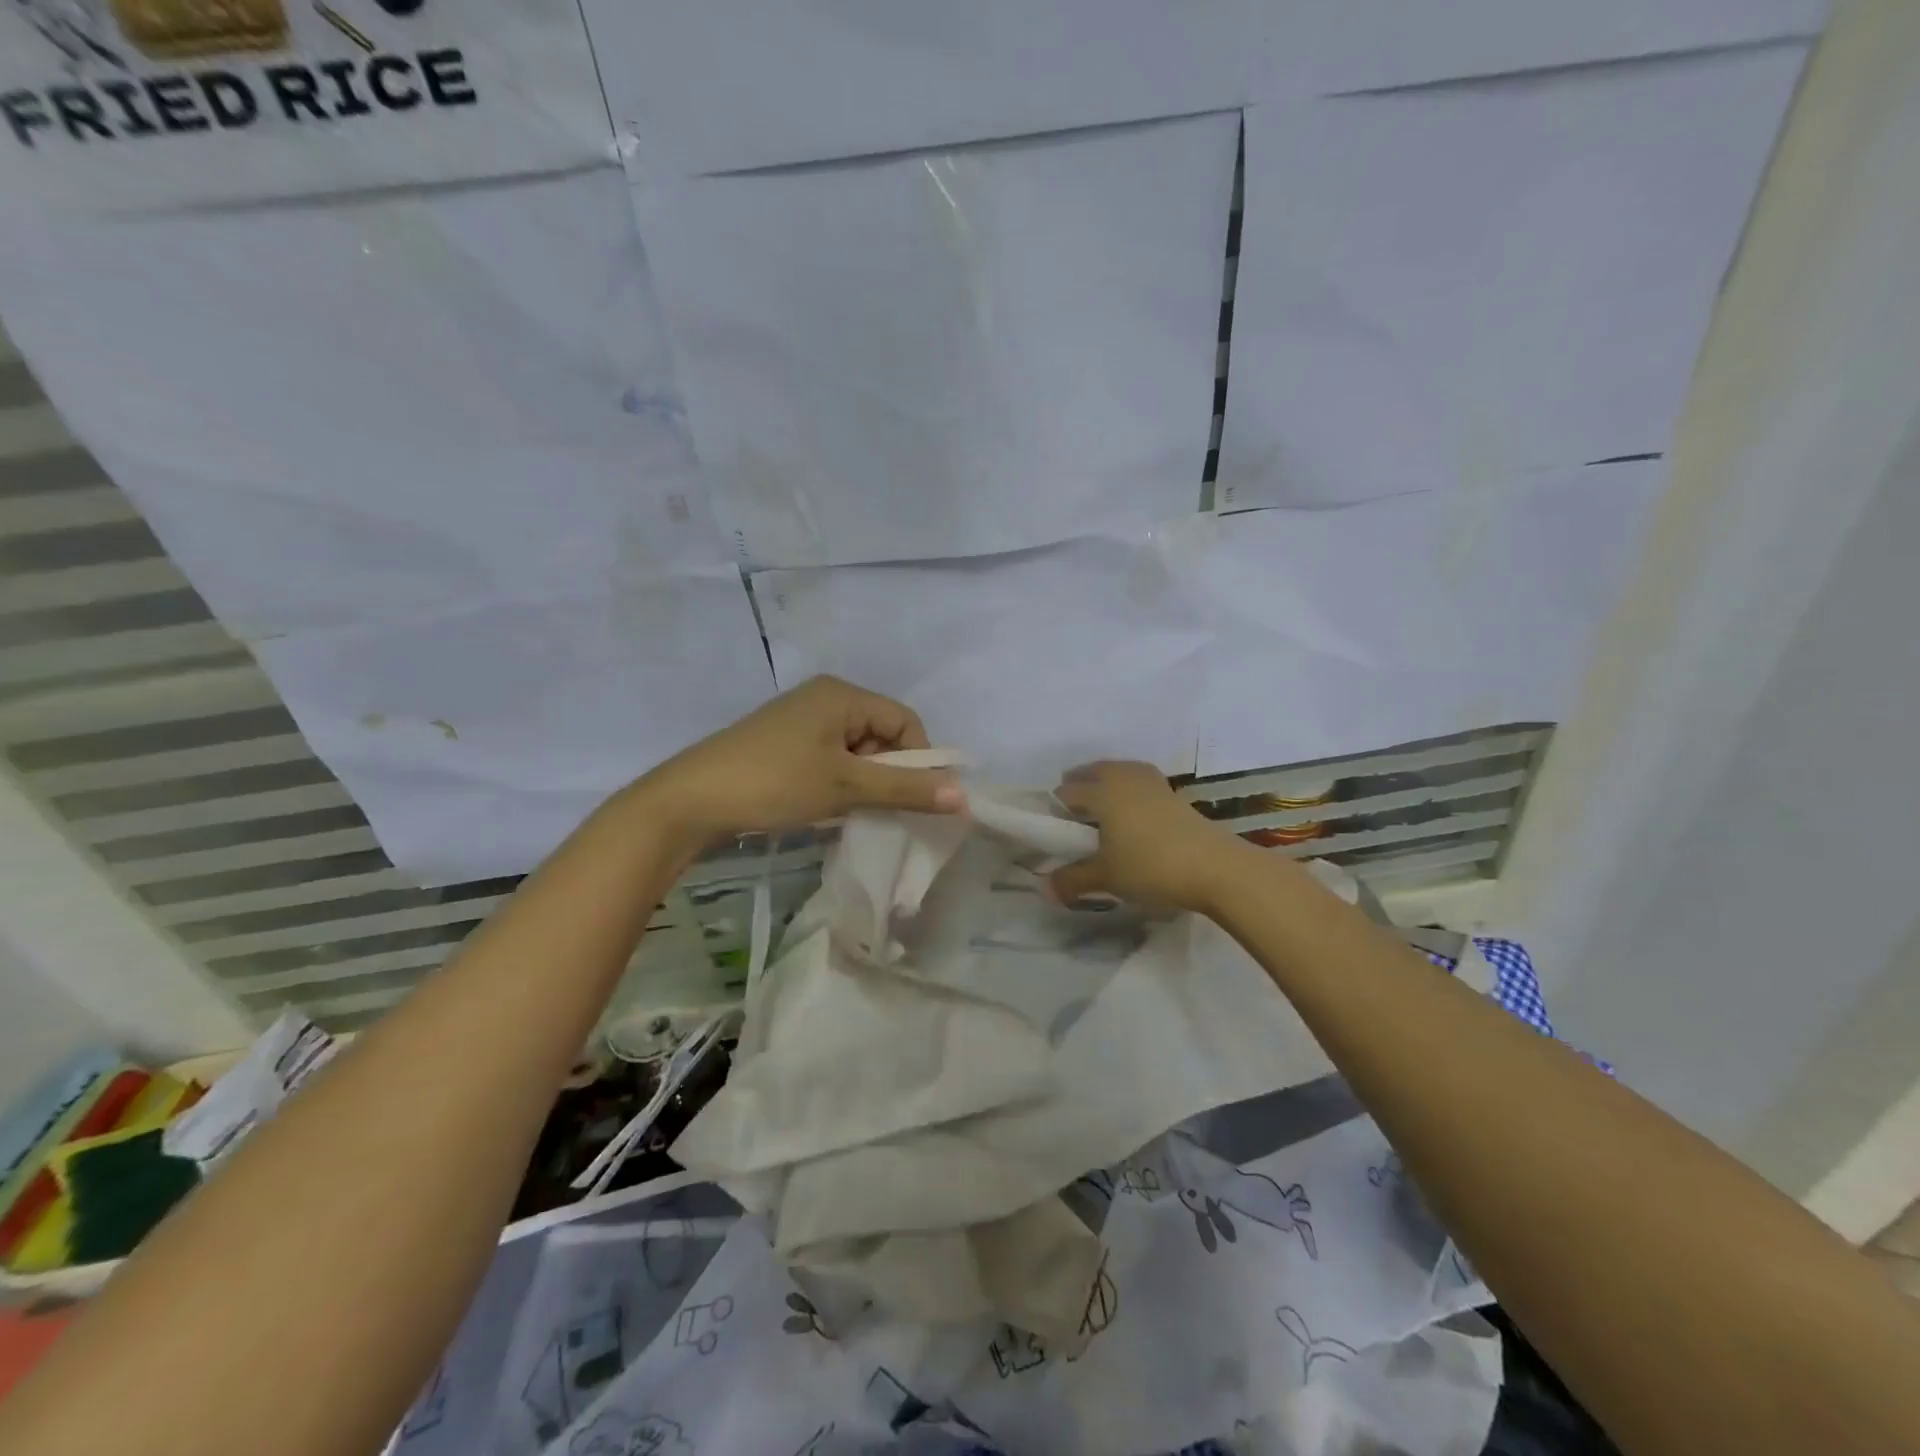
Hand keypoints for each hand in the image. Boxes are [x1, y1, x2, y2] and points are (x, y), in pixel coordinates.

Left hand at [639, 676, 964, 846]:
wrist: (691, 800)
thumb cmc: (775, 782)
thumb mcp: (845, 787)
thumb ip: (906, 789)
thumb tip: (964, 796)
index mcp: (842, 694)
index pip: (905, 720)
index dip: (919, 759)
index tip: (914, 799)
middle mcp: (825, 698)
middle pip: (882, 734)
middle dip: (888, 772)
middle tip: (877, 808)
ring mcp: (801, 720)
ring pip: (857, 751)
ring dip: (864, 782)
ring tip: (848, 810)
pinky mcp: (784, 743)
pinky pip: (831, 758)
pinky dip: (840, 782)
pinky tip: (827, 806)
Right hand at [1049, 761, 1243, 912]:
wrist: (1214, 867)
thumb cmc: (1150, 866)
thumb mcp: (1106, 878)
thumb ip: (1072, 880)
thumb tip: (1044, 888)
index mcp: (1101, 792)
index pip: (1067, 791)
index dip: (1055, 808)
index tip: (1053, 828)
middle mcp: (1123, 778)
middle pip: (1092, 772)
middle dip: (1079, 787)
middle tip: (1073, 816)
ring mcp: (1151, 782)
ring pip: (1118, 771)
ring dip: (1104, 783)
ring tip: (1101, 809)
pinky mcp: (1172, 793)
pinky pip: (1139, 780)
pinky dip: (1128, 788)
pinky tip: (1132, 811)